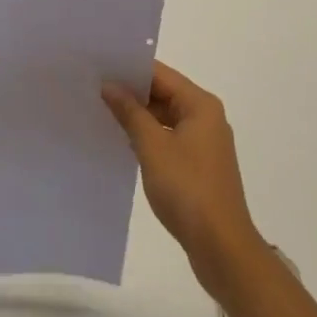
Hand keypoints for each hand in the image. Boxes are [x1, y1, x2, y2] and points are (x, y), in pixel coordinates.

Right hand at [103, 60, 263, 299]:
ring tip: (102, 112)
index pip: (160, 74)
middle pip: (163, 93)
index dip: (129, 70)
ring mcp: (204, 143)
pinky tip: (123, 141)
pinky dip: (149, 137)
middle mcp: (206, 117)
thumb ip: (130, 112)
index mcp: (200, 105)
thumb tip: (109, 85)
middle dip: (131, 93)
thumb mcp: (152, 147)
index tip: (99, 67)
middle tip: (94, 89)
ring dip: (138, 116)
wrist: (222, 249)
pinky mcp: (199, 166)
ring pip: (165, 117)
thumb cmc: (188, 190)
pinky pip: (169, 138)